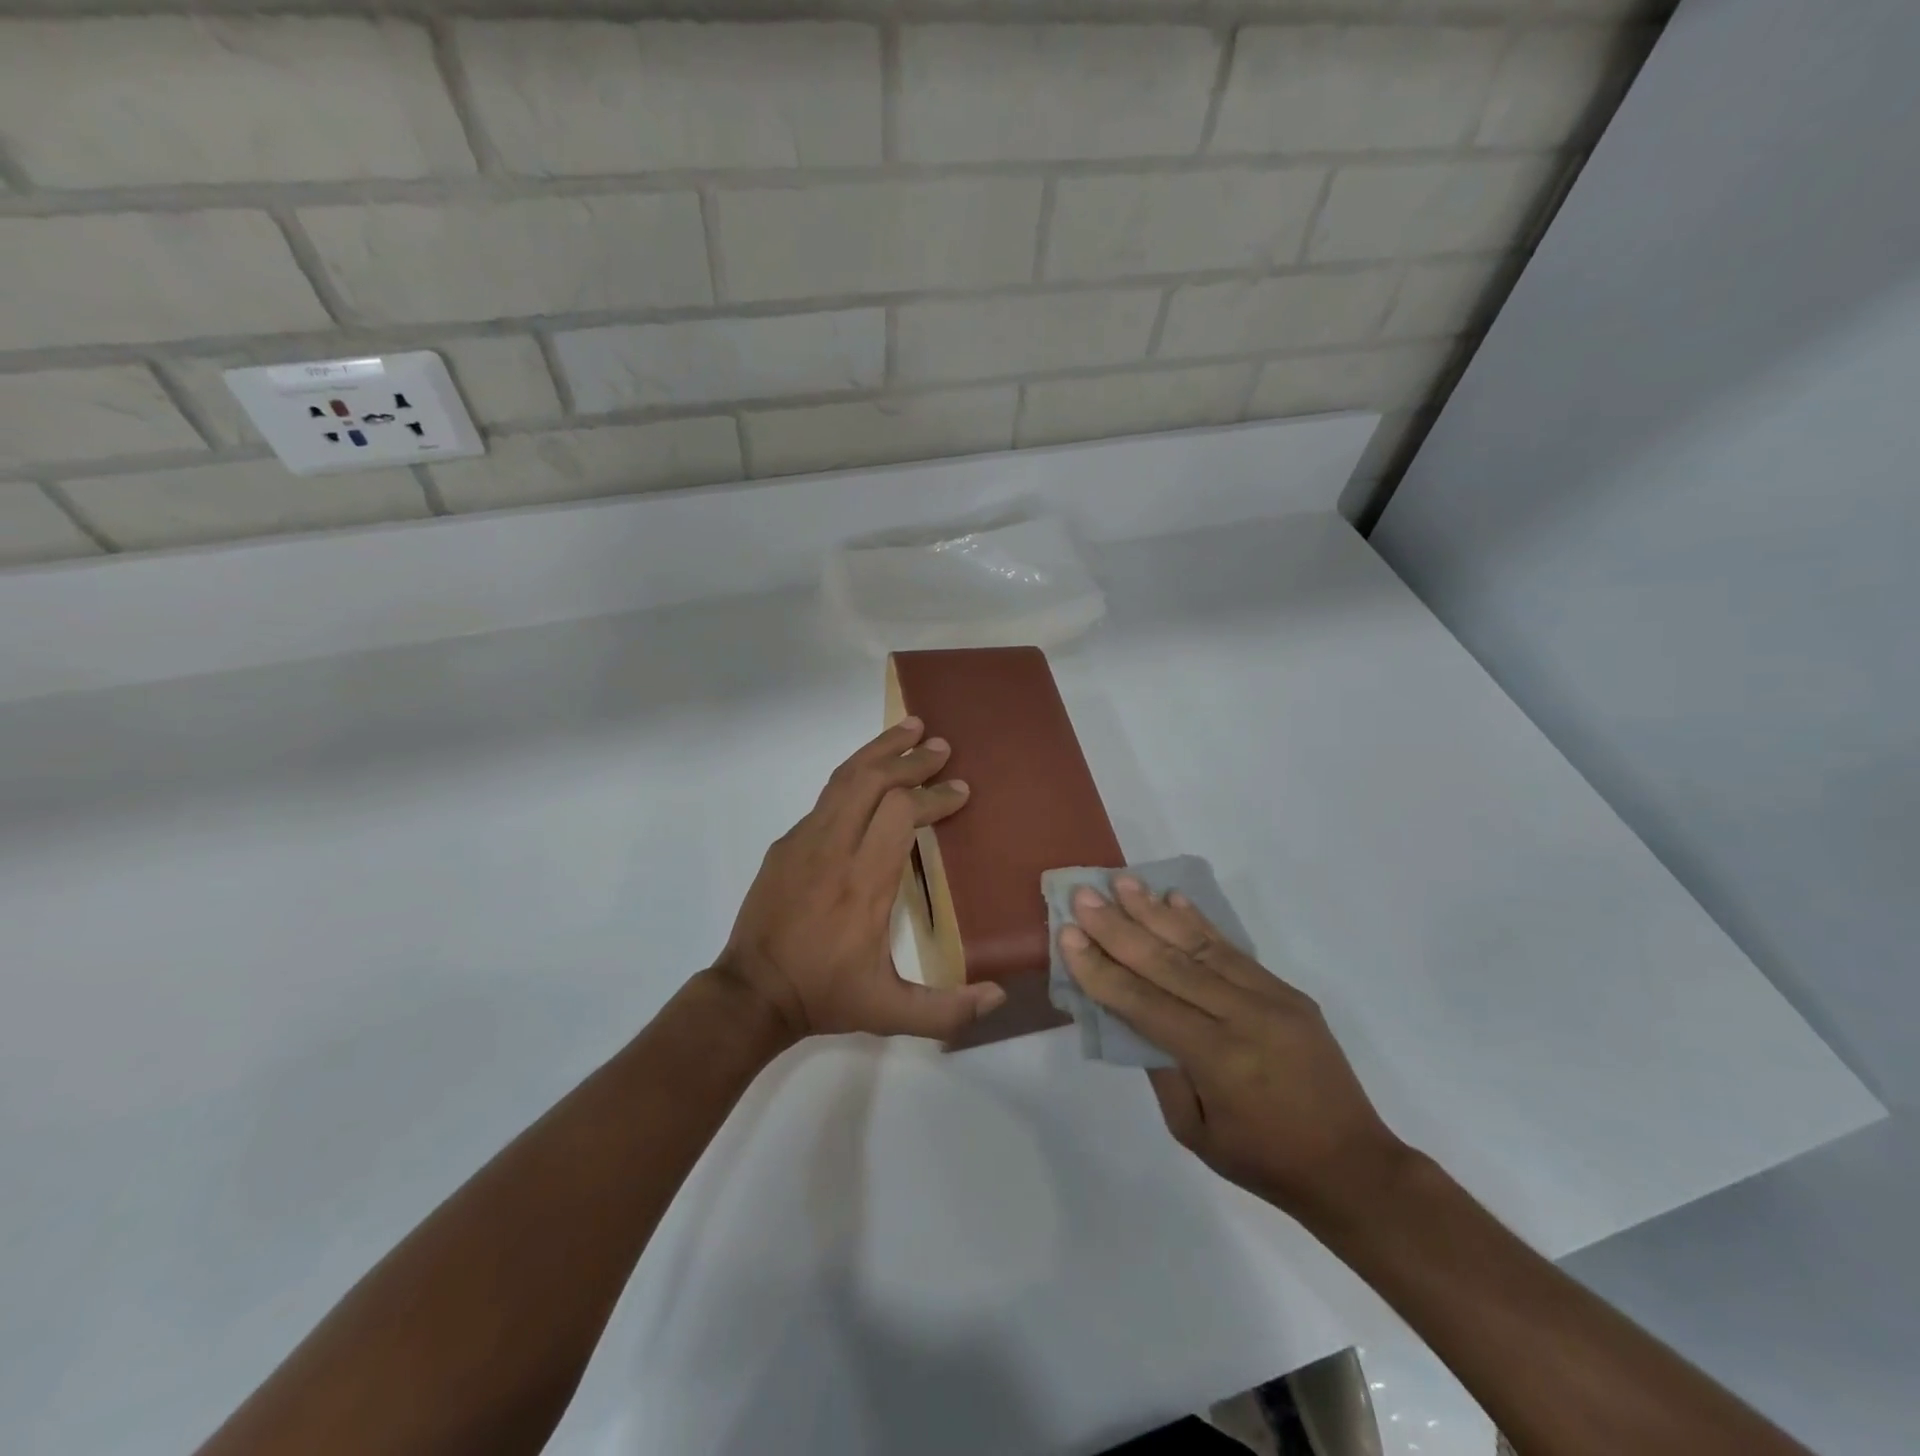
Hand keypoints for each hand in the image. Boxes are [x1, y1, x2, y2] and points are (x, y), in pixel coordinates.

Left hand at [716, 719, 1007, 1042]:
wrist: (751, 994)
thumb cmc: (825, 995)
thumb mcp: (890, 1012)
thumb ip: (946, 1009)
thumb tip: (999, 994)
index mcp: (864, 883)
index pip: (901, 814)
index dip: (934, 796)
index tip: (960, 791)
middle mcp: (834, 850)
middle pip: (871, 781)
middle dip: (910, 759)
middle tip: (941, 745)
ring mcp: (804, 841)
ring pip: (844, 778)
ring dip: (879, 751)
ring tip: (908, 729)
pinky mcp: (786, 843)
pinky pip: (826, 797)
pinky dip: (855, 775)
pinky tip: (871, 774)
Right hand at [1058, 879, 1409, 1222]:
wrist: (1354, 1168)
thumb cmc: (1264, 1161)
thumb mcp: (1194, 1131)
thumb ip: (1160, 1068)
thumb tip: (1132, 1014)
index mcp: (1218, 1059)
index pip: (1144, 1003)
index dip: (1102, 969)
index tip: (1068, 934)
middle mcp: (1243, 1017)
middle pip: (1168, 962)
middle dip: (1119, 927)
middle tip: (1084, 895)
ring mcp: (1270, 998)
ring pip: (1200, 945)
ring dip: (1156, 911)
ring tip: (1123, 883)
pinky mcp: (1286, 991)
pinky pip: (1233, 950)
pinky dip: (1199, 922)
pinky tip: (1174, 898)